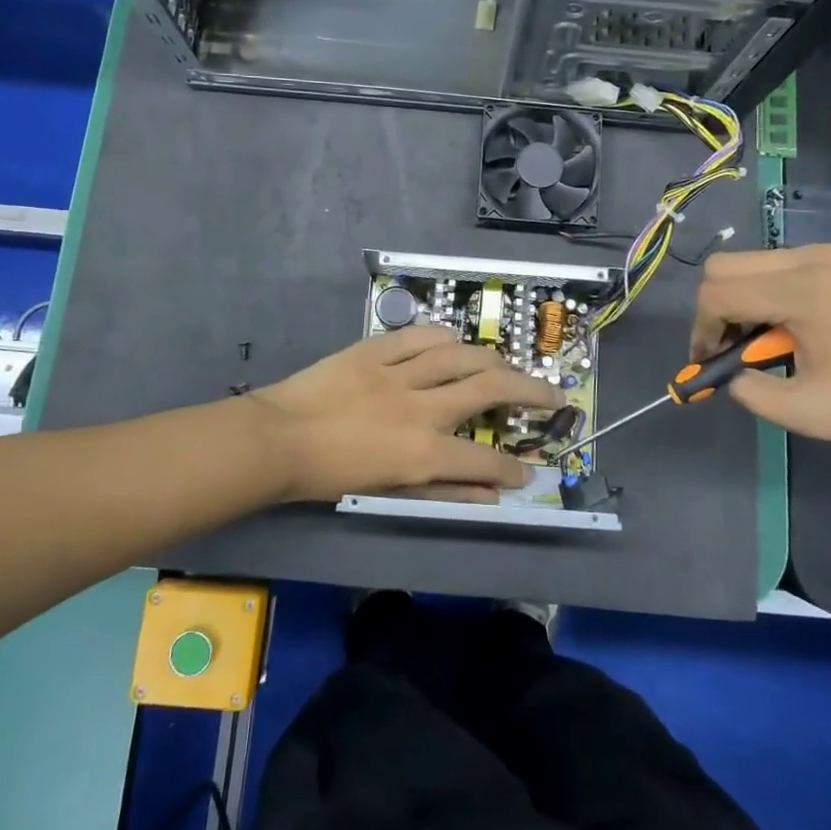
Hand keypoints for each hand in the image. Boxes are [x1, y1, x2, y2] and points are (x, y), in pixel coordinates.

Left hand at [249, 327, 563, 502]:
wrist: (278, 439)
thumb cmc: (330, 475)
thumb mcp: (388, 491)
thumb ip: (444, 490)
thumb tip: (491, 493)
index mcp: (422, 452)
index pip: (485, 460)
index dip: (512, 468)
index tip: (526, 471)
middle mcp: (421, 408)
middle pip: (489, 389)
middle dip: (530, 392)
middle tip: (553, 394)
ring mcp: (399, 373)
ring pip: (461, 355)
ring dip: (493, 360)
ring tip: (510, 366)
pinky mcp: (376, 349)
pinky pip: (420, 336)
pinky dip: (445, 337)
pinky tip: (457, 342)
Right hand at [690, 244, 830, 442]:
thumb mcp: (805, 412)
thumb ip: (751, 393)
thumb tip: (731, 374)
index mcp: (801, 292)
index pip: (718, 293)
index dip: (701, 327)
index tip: (708, 359)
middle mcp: (813, 258)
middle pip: (727, 265)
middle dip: (717, 306)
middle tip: (732, 343)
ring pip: (758, 260)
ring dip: (749, 296)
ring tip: (772, 336)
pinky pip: (793, 260)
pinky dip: (780, 287)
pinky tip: (806, 321)